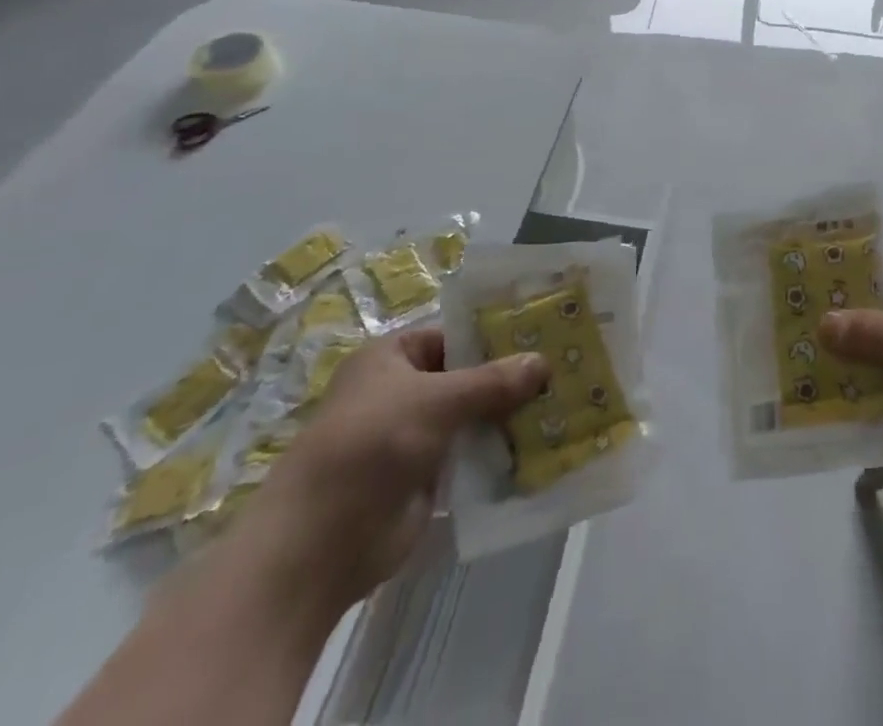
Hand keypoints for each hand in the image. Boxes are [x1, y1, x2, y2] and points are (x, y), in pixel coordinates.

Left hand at [241, 327, 546, 609]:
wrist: (316, 549)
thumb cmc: (370, 448)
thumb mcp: (436, 401)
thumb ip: (492, 381)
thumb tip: (544, 362)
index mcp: (393, 357)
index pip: (457, 333)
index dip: (499, 333)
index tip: (547, 333)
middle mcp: (403, 391)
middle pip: (469, 375)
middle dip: (512, 377)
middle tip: (566, 369)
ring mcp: (414, 436)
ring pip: (473, 416)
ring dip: (510, 416)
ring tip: (567, 404)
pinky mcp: (424, 479)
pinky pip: (470, 456)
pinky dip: (499, 452)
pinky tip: (543, 447)